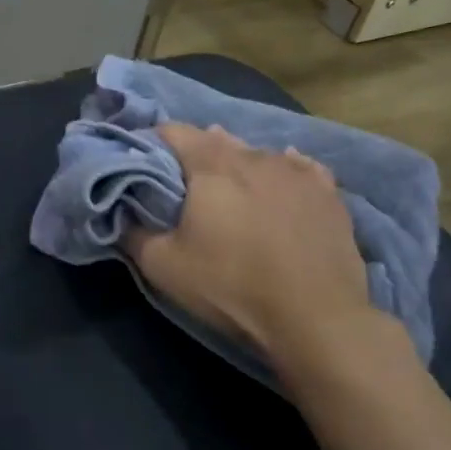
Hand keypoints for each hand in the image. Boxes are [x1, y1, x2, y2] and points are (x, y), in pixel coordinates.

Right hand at [124, 122, 379, 361]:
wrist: (314, 318)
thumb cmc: (230, 285)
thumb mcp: (163, 266)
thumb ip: (133, 234)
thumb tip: (121, 216)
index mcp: (211, 165)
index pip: (173, 131)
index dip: (153, 143)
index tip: (145, 164)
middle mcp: (255, 156)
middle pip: (216, 140)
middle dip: (197, 155)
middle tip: (186, 186)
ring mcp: (297, 171)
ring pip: (258, 154)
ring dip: (239, 165)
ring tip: (233, 190)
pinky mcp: (328, 193)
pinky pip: (300, 168)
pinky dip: (284, 171)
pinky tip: (282, 184)